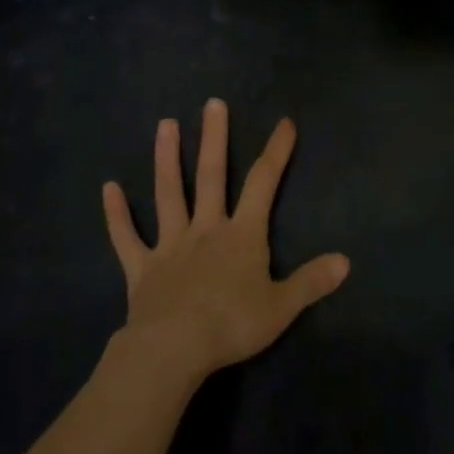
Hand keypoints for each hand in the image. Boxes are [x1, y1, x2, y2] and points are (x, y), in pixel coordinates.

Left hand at [101, 99, 349, 387]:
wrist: (174, 350)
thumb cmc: (231, 325)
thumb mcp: (281, 307)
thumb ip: (311, 281)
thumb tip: (346, 260)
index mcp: (241, 235)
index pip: (263, 184)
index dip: (276, 152)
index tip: (284, 122)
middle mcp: (206, 229)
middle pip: (211, 176)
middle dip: (215, 138)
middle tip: (213, 103)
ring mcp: (170, 245)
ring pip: (168, 194)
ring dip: (167, 159)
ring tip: (165, 124)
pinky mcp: (142, 268)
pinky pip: (127, 238)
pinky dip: (117, 214)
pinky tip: (108, 188)